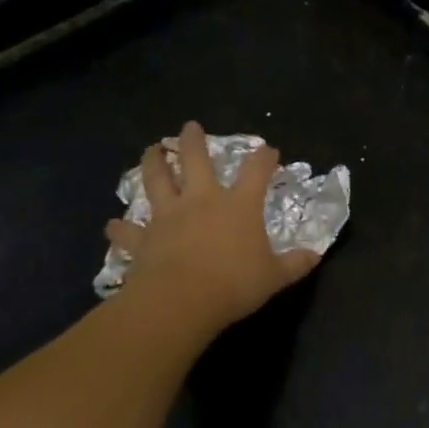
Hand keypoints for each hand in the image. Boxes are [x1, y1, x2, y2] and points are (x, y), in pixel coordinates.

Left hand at [105, 122, 321, 334]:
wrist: (181, 301)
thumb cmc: (234, 284)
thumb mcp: (274, 277)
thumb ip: (295, 264)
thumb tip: (315, 256)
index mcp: (238, 205)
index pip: (256, 171)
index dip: (264, 158)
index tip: (269, 150)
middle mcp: (202, 200)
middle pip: (195, 160)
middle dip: (193, 141)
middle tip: (190, 126)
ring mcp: (169, 216)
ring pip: (157, 181)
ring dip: (153, 163)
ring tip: (152, 150)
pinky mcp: (143, 239)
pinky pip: (128, 231)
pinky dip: (120, 228)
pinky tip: (112, 225)